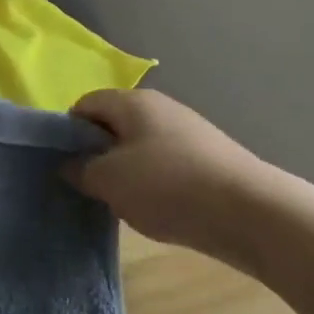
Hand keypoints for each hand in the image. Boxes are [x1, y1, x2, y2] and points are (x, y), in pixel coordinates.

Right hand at [68, 88, 292, 269]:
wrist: (249, 212)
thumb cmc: (167, 186)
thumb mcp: (109, 180)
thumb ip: (81, 169)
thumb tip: (71, 165)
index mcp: (133, 102)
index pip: (85, 104)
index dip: (68, 132)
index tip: (64, 165)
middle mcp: (161, 108)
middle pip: (113, 125)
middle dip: (97, 154)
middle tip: (90, 187)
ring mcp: (188, 132)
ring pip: (139, 147)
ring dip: (125, 173)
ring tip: (122, 204)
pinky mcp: (207, 158)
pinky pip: (165, 165)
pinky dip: (153, 184)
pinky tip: (156, 210)